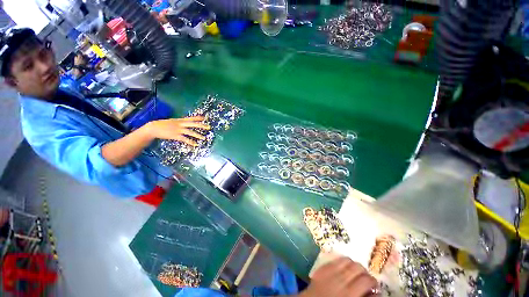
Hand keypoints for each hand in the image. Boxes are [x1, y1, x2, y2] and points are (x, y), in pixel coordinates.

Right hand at [148, 116, 209, 145]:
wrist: (153, 128)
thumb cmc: (163, 125)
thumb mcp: (173, 121)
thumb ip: (180, 122)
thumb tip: (186, 124)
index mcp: (180, 120)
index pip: (191, 118)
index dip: (198, 118)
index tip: (205, 118)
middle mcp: (180, 124)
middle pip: (193, 124)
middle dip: (201, 125)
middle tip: (209, 127)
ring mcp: (178, 130)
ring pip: (190, 132)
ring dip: (198, 135)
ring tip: (204, 138)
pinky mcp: (176, 136)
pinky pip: (185, 139)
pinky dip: (191, 142)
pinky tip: (195, 144)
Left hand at [298, 257, 378, 296]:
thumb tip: (376, 293)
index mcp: (350, 294)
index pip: (367, 280)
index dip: (373, 282)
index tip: (374, 286)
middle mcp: (341, 280)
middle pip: (358, 267)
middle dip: (364, 271)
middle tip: (365, 278)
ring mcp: (330, 271)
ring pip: (347, 260)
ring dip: (353, 265)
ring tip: (354, 271)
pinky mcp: (322, 267)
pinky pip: (335, 259)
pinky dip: (342, 261)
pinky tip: (343, 267)